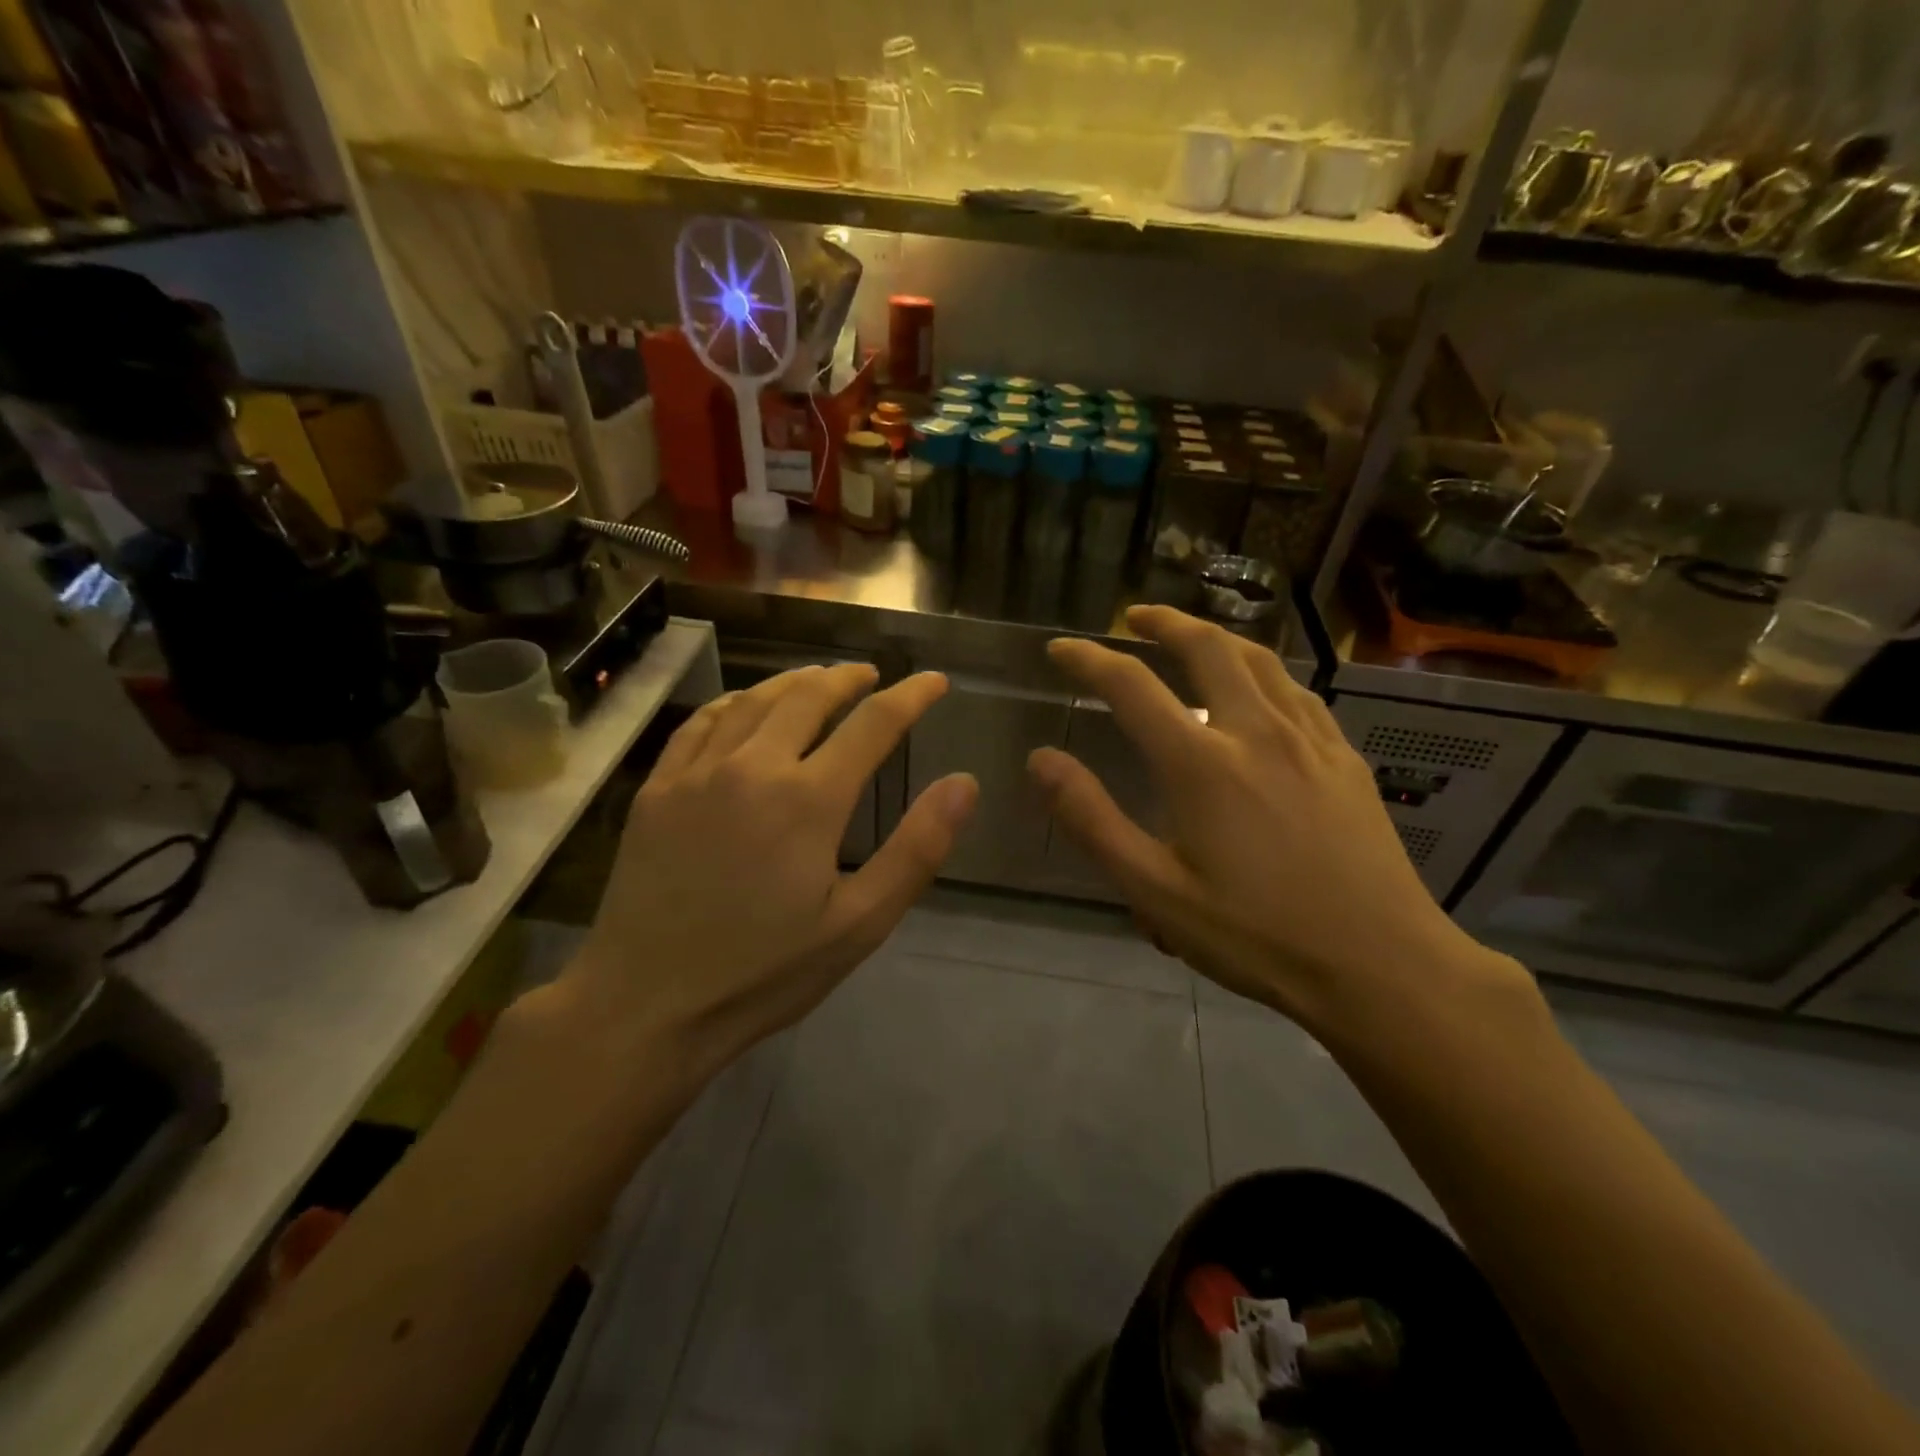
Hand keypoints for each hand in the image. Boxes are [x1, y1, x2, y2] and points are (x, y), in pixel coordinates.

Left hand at [565, 665, 977, 1071]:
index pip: (874, 724)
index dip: (911, 696)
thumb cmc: (763, 973)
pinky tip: (745, 706)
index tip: (934, 680)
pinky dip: (736, 702)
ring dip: (795, 681)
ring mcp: (697, 773)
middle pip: (809, 695)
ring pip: (755, 700)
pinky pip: (702, 722)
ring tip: (819, 678)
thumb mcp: (858, 925)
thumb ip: (916, 850)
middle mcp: (753, 767)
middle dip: (849, 678)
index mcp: (809, 799)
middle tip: (873, 676)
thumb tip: (964, 783)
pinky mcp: (657, 789)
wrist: (645, 1006)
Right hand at [1029, 606, 1523, 1032]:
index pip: (1131, 686)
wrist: (1382, 967)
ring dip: (1217, 637)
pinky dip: (1263, 673)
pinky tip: (1260, 691)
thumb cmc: (1255, 935)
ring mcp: (1309, 741)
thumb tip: (1041, 759)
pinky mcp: (1345, 759)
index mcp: (1201, 764)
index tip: (1060, 648)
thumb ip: (1092, 819)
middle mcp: (1255, 732)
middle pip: (1208, 647)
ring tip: (1191, 638)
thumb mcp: (1155, 890)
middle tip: (1133, 618)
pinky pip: (1298, 692)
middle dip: (1164, 623)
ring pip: (1260, 660)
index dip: (1088, 659)